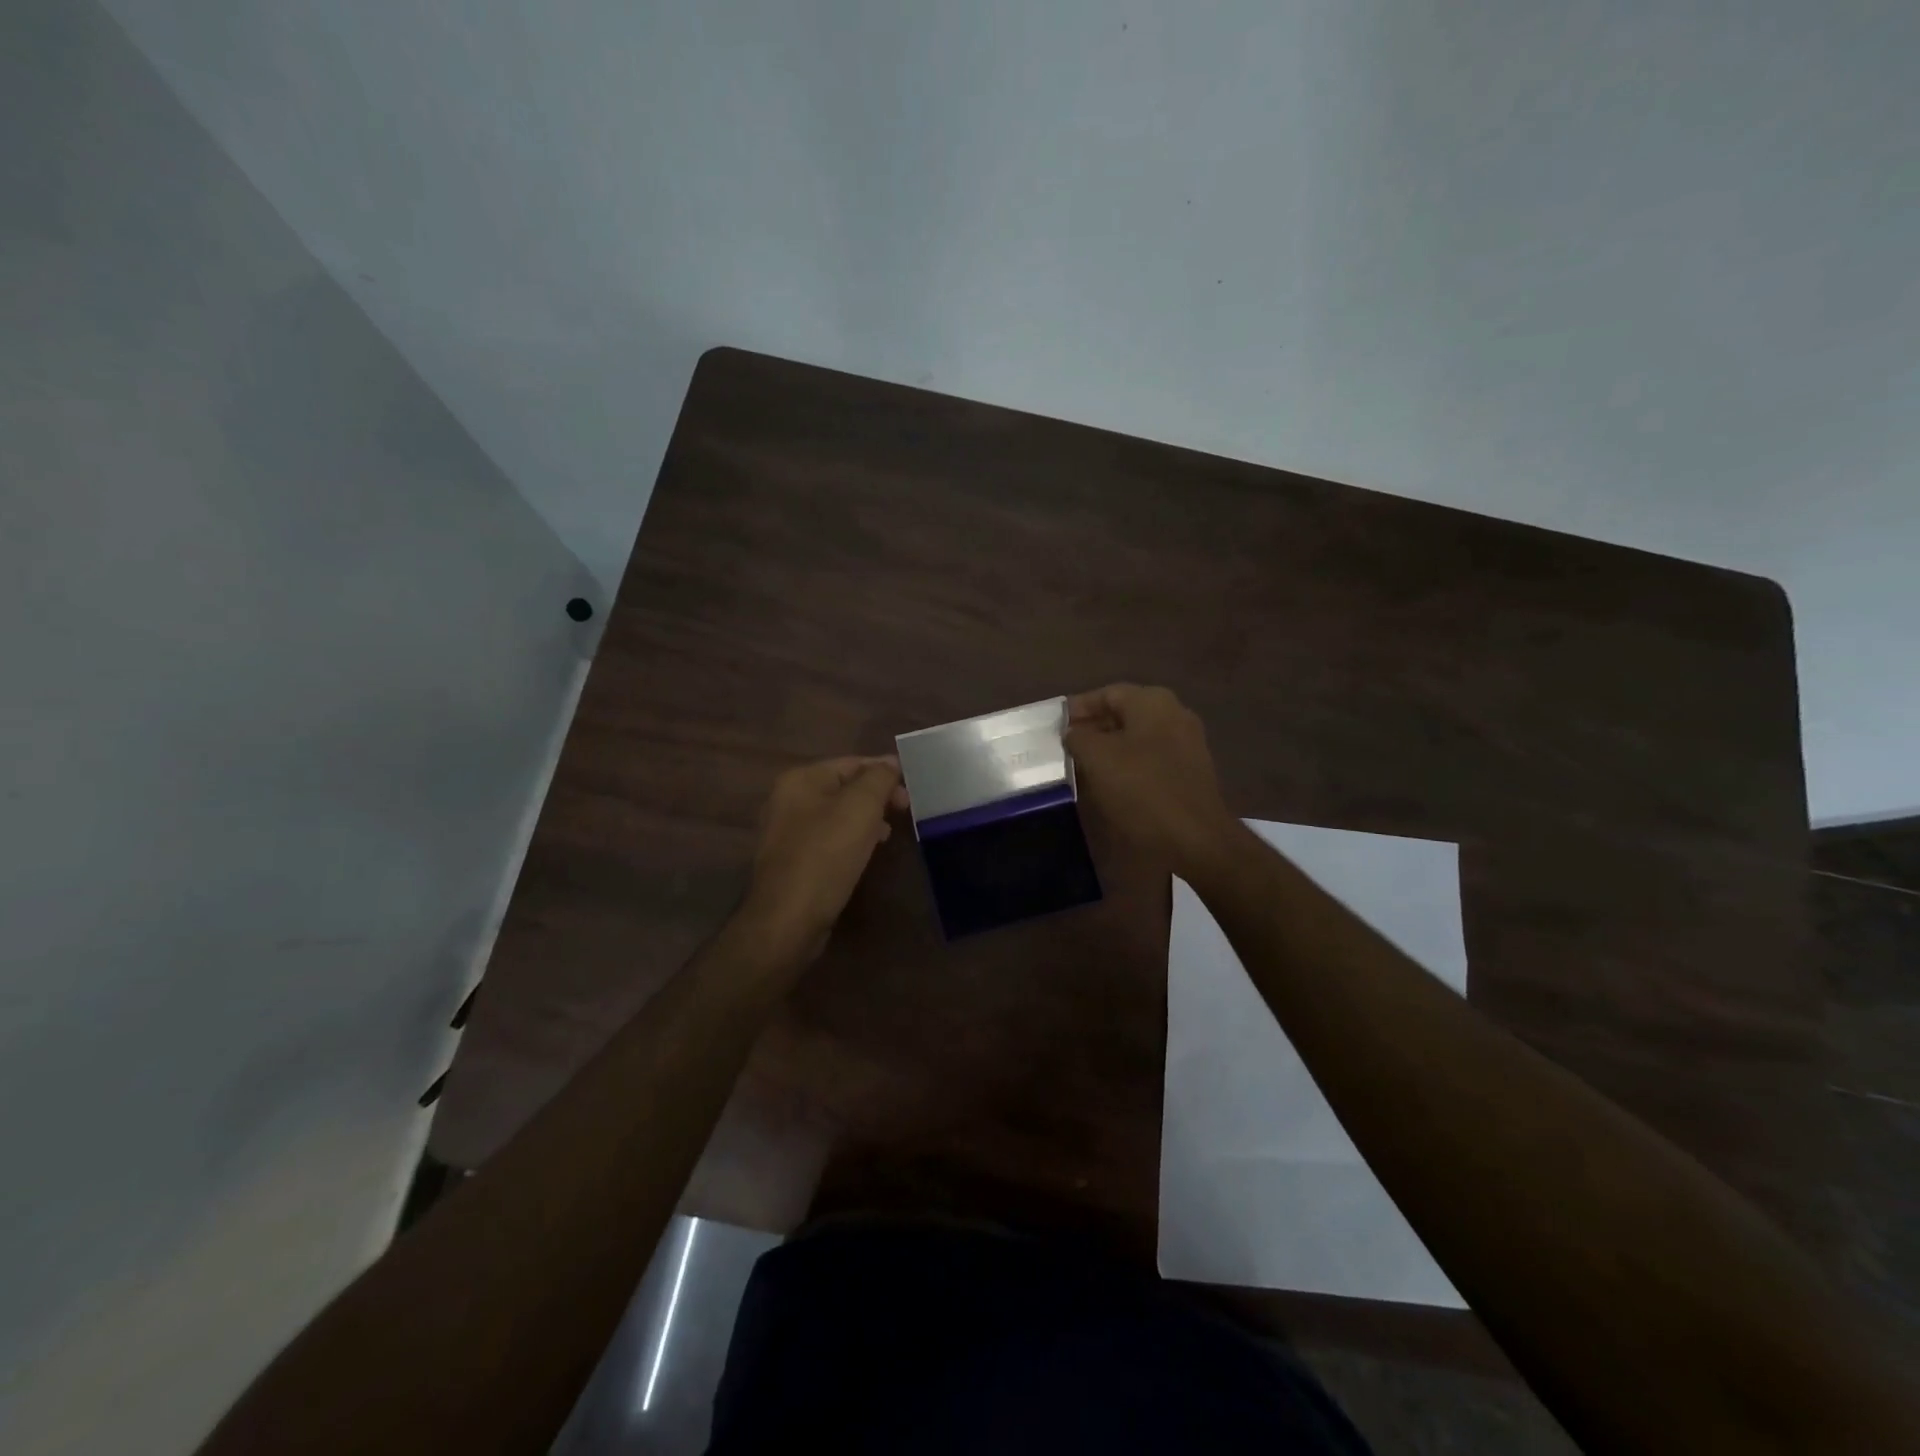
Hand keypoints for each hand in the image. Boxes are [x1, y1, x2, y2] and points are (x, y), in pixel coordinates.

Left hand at [742, 756, 905, 956]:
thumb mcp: (861, 808)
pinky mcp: (791, 861)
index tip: (913, 788)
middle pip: (843, 787)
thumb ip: (879, 778)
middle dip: (877, 796)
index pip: (852, 763)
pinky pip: (827, 839)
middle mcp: (787, 799)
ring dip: (866, 819)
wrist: (788, 919)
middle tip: (905, 811)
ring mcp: (785, 832)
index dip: (885, 771)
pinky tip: (865, 853)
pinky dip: (850, 839)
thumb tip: (891, 763)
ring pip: (836, 814)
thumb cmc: (826, 855)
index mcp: (800, 779)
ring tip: (889, 833)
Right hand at [1064, 684, 1238, 876]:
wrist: (1195, 838)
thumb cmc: (1141, 789)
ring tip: (1082, 765)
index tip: (1055, 725)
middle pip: (1124, 713)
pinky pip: (1151, 758)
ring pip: (1137, 737)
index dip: (1078, 708)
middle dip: (1093, 728)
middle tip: (1065, 746)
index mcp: (1152, 702)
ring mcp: (1187, 743)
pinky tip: (1112, 783)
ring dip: (1110, 748)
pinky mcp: (1190, 771)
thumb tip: (1073, 733)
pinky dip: (1129, 764)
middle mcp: (1174, 714)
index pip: (1106, 693)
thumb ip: (1079, 737)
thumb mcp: (1096, 758)